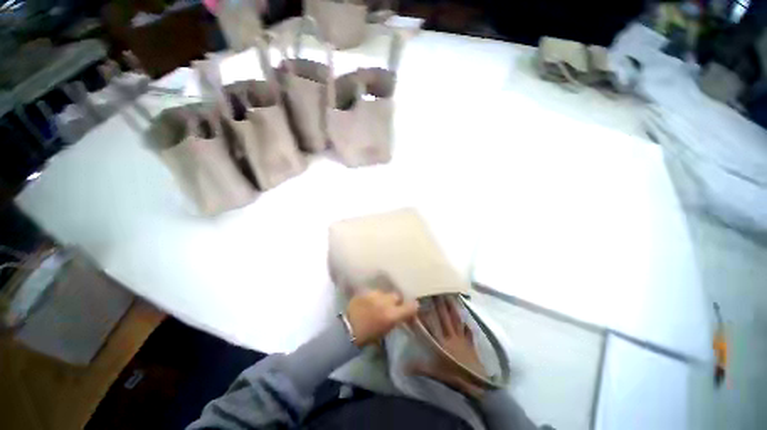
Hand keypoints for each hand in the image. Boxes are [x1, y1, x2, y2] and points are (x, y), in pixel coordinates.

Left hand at [346, 285, 418, 347]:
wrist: (346, 330)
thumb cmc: (366, 337)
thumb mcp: (385, 331)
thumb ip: (395, 320)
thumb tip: (401, 314)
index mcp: (391, 315)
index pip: (410, 306)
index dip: (413, 307)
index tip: (412, 308)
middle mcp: (385, 302)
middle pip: (396, 296)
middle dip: (395, 301)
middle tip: (391, 307)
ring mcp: (374, 295)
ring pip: (384, 293)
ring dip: (383, 298)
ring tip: (377, 304)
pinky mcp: (365, 291)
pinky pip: (373, 292)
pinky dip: (373, 297)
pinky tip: (369, 303)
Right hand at [409, 296, 487, 398]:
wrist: (475, 381)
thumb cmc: (453, 375)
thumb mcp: (434, 372)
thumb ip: (419, 367)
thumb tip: (403, 366)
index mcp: (441, 341)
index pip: (432, 324)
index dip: (426, 313)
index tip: (421, 302)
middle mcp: (451, 335)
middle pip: (444, 317)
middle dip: (440, 304)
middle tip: (436, 292)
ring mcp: (461, 337)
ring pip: (456, 319)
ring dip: (453, 308)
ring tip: (451, 296)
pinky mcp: (470, 343)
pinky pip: (468, 331)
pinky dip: (467, 324)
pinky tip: (467, 318)